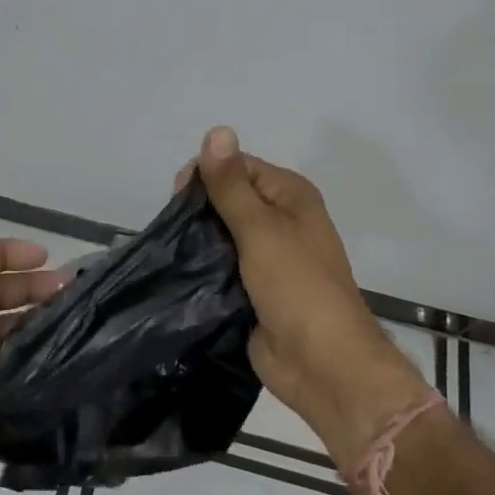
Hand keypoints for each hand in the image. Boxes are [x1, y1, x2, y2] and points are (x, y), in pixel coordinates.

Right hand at [188, 127, 430, 458]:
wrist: (322, 364)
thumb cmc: (297, 286)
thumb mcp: (260, 228)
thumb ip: (231, 184)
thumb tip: (217, 129)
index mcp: (290, 195)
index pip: (237, 166)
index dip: (206, 174)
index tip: (176, 198)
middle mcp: (281, 219)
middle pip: (227, 198)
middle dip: (198, 209)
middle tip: (174, 230)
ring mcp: (268, 256)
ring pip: (221, 234)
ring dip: (198, 239)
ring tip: (172, 250)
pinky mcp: (254, 288)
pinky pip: (221, 265)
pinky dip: (203, 265)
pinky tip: (179, 270)